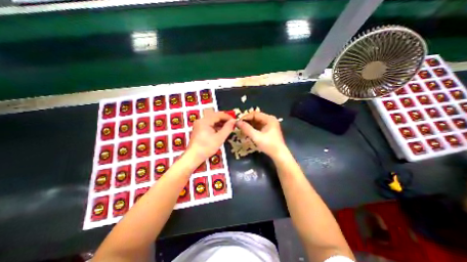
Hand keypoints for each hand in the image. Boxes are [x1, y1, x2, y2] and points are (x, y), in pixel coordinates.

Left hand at [186, 110, 234, 165]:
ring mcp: (199, 124)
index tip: (235, 121)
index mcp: (205, 121)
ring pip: (212, 120)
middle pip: (215, 116)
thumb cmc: (207, 147)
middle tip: (232, 124)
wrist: (193, 156)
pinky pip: (209, 124)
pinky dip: (216, 126)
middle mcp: (201, 120)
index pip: (218, 114)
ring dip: (220, 123)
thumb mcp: (220, 138)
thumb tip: (233, 120)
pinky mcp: (199, 129)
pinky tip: (221, 130)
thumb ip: (227, 128)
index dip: (228, 117)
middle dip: (224, 119)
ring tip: (228, 127)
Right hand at [235, 111, 286, 158]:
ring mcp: (269, 125)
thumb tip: (237, 122)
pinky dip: (252, 128)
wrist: (279, 155)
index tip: (237, 122)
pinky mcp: (268, 130)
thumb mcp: (257, 137)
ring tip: (241, 129)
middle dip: (247, 121)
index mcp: (269, 119)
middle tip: (238, 126)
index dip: (245, 117)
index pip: (255, 114)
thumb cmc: (269, 145)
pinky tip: (247, 132)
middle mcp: (270, 119)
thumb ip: (247, 129)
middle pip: (255, 117)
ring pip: (256, 122)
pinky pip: (258, 126)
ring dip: (249, 125)